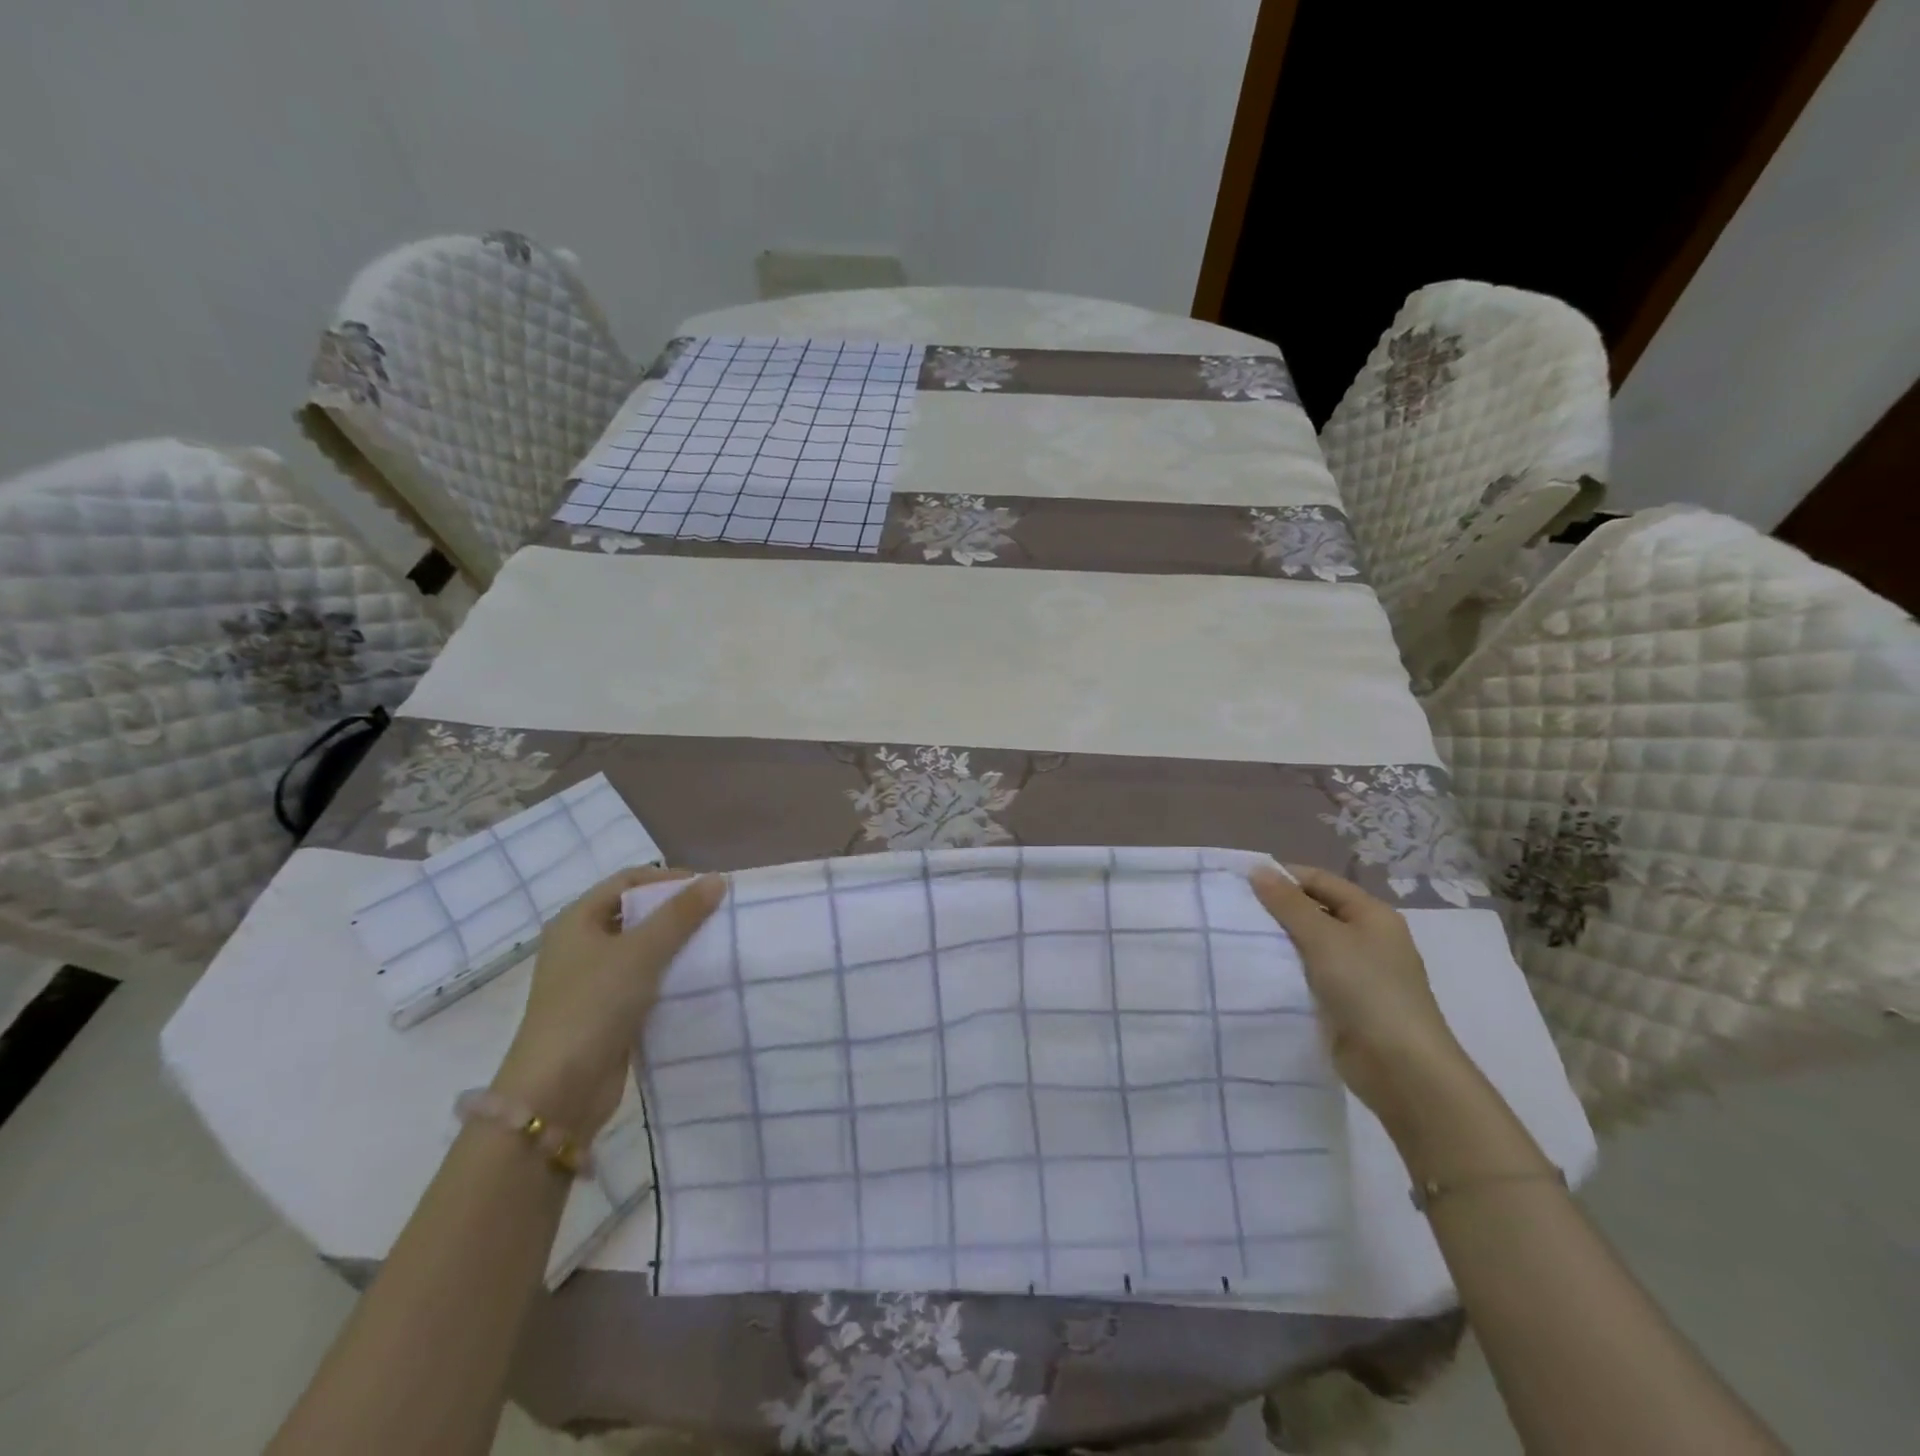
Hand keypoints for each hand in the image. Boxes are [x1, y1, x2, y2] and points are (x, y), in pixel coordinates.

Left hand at [491, 867, 725, 1137]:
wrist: (557, 1091)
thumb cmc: (593, 1005)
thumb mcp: (641, 952)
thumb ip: (680, 914)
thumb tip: (717, 879)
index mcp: (576, 921)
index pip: (628, 881)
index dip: (668, 879)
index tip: (709, 889)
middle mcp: (581, 945)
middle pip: (636, 914)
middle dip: (676, 913)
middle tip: (718, 916)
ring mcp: (592, 982)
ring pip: (642, 950)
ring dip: (676, 946)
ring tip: (716, 945)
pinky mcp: (607, 1013)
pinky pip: (644, 982)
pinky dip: (669, 977)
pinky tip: (699, 981)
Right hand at [1248, 864, 1473, 1132]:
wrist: (1400, 1068)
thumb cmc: (1367, 989)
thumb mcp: (1324, 938)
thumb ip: (1288, 904)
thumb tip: (1258, 870)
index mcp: (1372, 915)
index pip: (1320, 881)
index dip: (1283, 877)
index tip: (1241, 882)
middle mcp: (1368, 938)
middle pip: (1315, 911)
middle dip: (1277, 910)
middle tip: (1233, 911)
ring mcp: (1358, 973)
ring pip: (1309, 945)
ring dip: (1279, 941)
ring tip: (1236, 938)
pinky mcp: (1345, 1004)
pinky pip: (1309, 975)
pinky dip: (1286, 970)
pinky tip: (1257, 971)